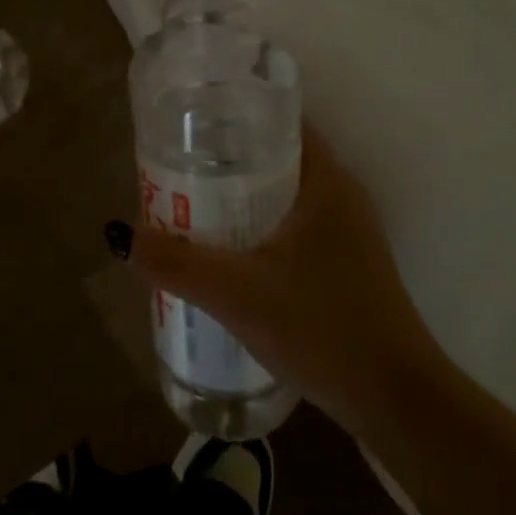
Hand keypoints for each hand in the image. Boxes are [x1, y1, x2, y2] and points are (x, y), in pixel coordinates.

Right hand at [120, 128, 442, 426]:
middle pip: (275, 153)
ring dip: (240, 191)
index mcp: (325, 181)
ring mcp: (346, 229)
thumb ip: (176, 262)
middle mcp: (340, 194)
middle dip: (225, 154)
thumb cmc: (322, 331)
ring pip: (282, 190)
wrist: (396, 402)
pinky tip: (224, 246)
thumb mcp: (238, 294)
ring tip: (188, 199)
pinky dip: (257, 220)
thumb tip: (119, 233)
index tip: (188, 119)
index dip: (232, 112)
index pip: (279, 119)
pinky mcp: (344, 261)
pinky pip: (291, 221)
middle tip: (174, 161)